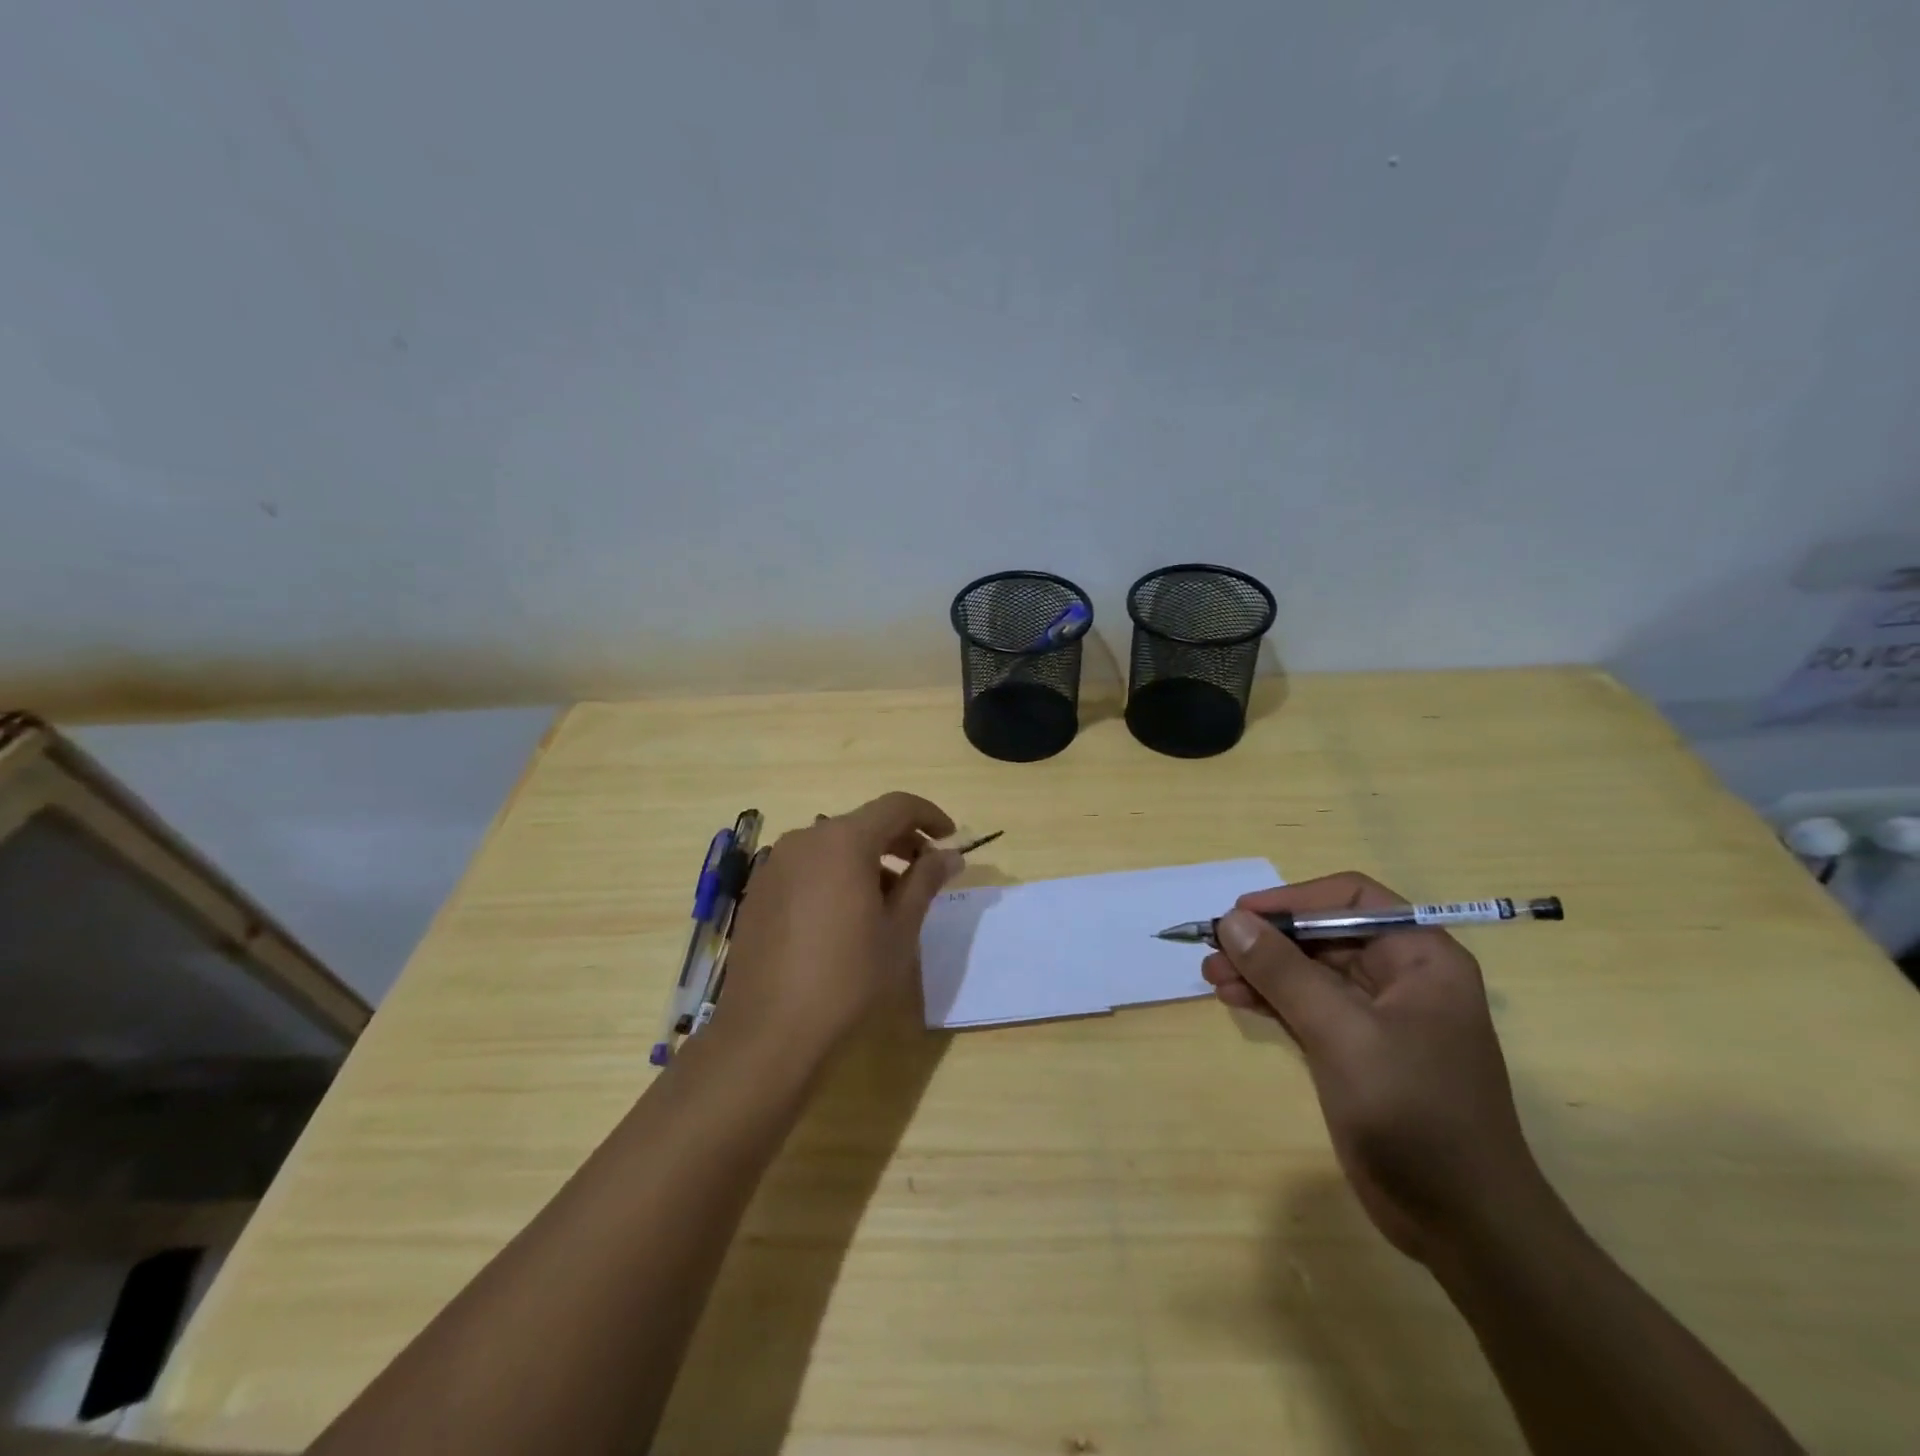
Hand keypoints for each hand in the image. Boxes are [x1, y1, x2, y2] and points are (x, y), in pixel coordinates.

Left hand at [714, 792, 961, 1065]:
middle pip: (863, 823)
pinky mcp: (760, 890)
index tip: (950, 838)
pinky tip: (847, 915)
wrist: (769, 1030)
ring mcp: (776, 864)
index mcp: (844, 841)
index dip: (929, 815)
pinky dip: (837, 875)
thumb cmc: (847, 978)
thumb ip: (925, 881)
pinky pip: (808, 866)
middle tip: (926, 871)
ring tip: (890, 900)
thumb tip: (948, 855)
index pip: (896, 806)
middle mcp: (806, 839)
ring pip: (834, 846)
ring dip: (868, 860)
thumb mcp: (899, 930)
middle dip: (900, 840)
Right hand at [1203, 873, 1545, 1263]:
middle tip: (1213, 949)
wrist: (1462, 1223)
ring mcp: (1377, 1017)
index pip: (1350, 899)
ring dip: (1260, 969)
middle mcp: (1401, 977)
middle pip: (1323, 934)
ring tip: (1212, 975)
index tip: (1240, 915)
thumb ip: (1284, 972)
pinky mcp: (1356, 1050)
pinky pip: (1305, 1006)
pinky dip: (1270, 999)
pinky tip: (1234, 998)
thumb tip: (1230, 920)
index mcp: (1420, 958)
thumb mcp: (1343, 1033)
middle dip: (1267, 940)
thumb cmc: (1414, 1113)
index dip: (1293, 900)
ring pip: (1308, 971)